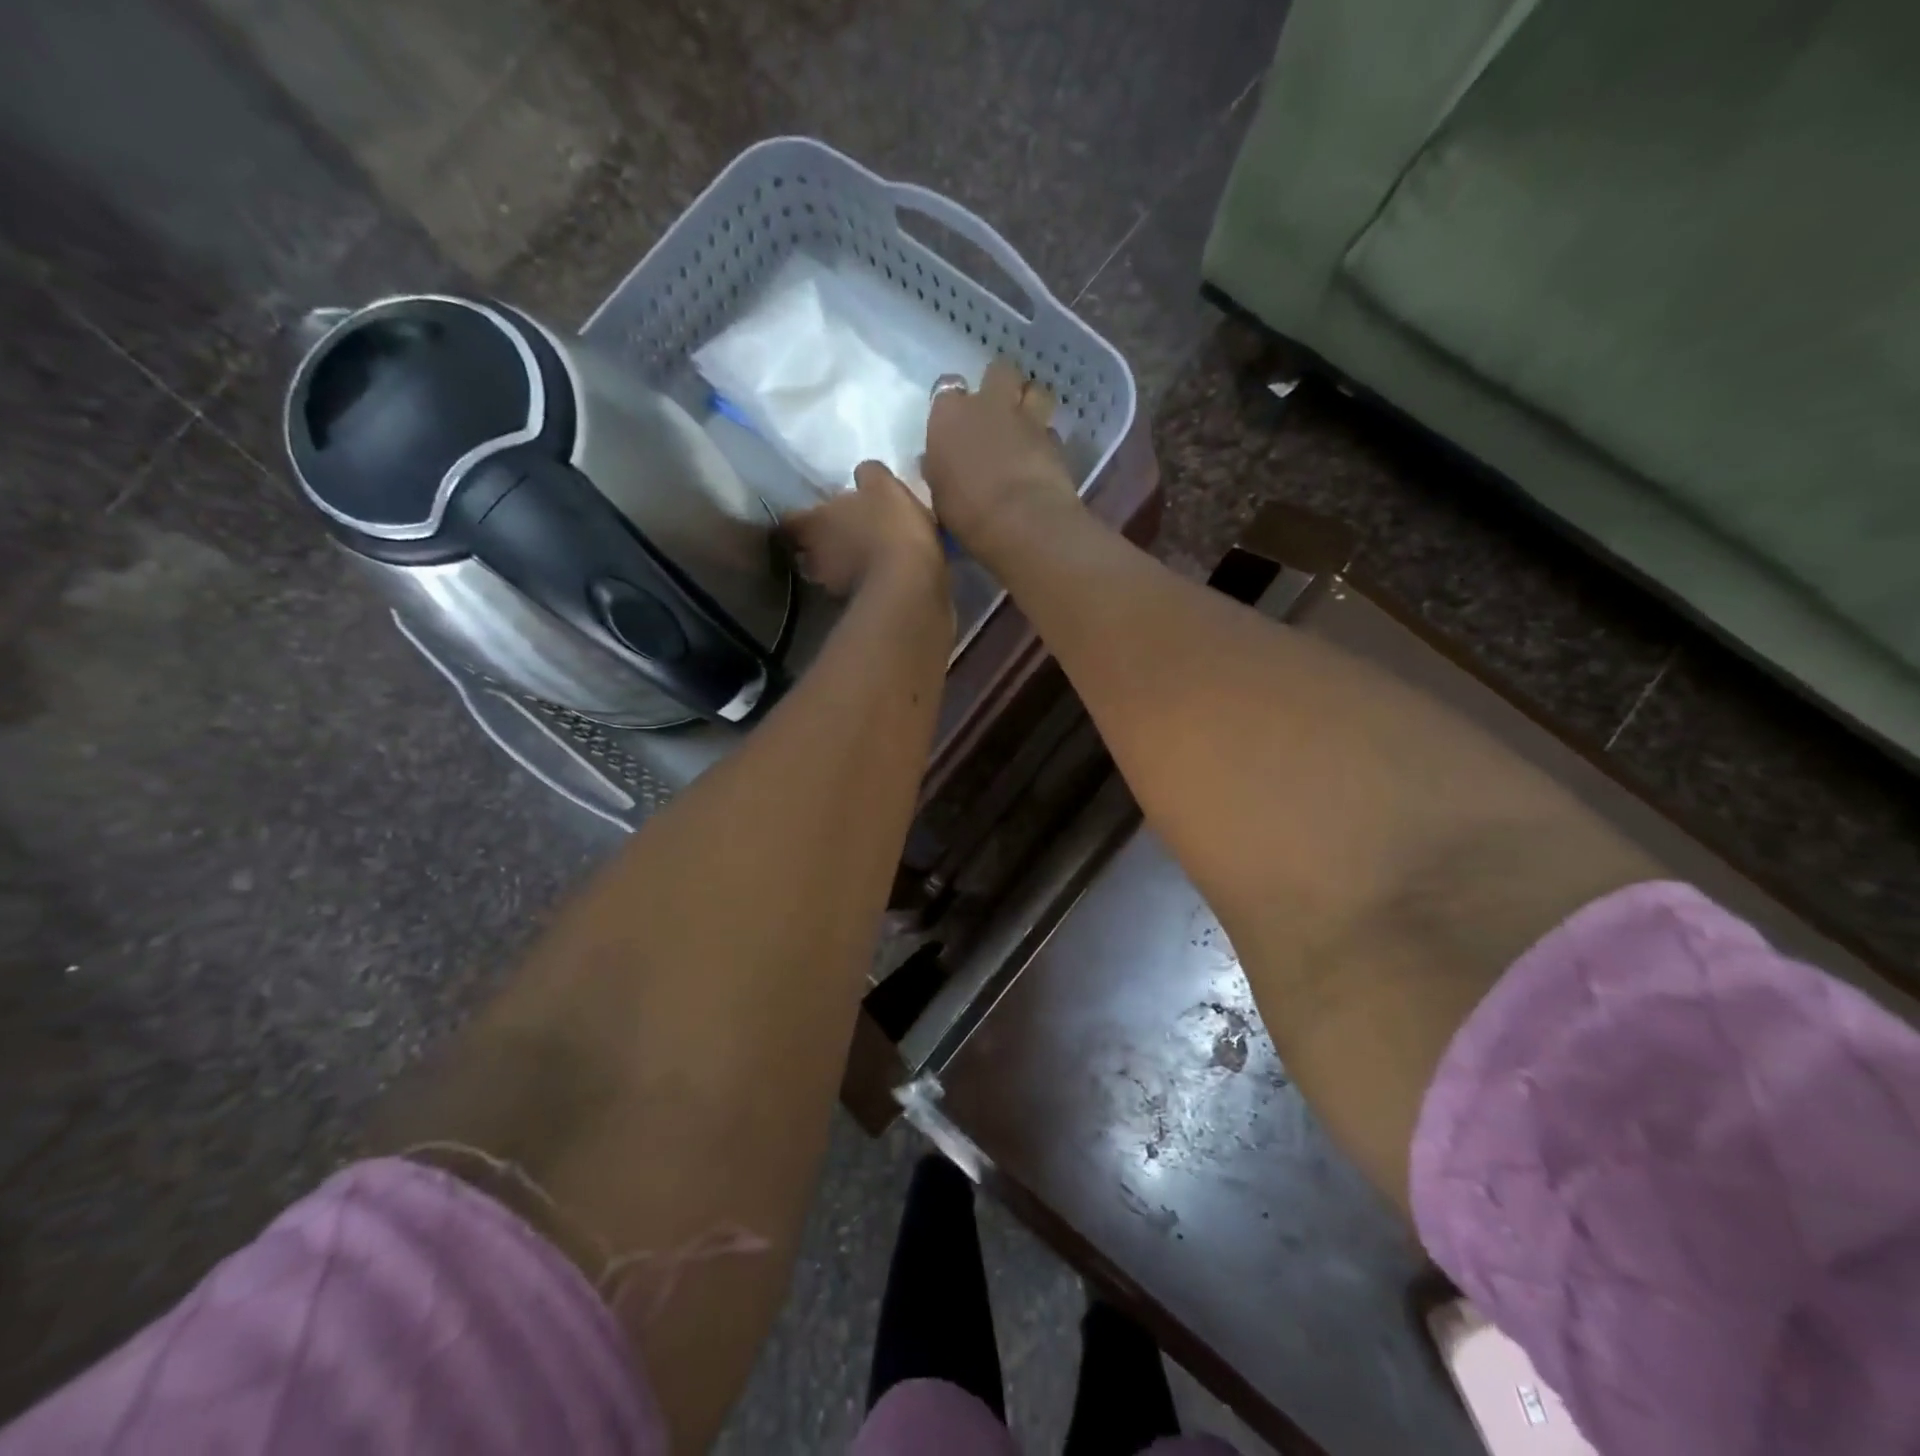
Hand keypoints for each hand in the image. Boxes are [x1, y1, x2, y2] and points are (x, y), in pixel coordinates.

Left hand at [783, 460, 946, 598]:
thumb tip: (862, 473)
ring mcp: (831, 587)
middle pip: (804, 550)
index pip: (788, 521)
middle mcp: (813, 558)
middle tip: (836, 535)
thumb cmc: (889, 527)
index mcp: (813, 524)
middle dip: (816, 544)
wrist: (910, 584)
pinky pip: (850, 590)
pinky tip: (876, 575)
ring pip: (826, 573)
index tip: (810, 513)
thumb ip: (869, 475)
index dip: (797, 517)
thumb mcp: (884, 486)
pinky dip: (858, 582)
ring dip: (838, 565)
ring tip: (858, 557)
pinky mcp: (854, 606)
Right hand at [923, 358, 1078, 549]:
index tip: (955, 419)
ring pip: (1035, 389)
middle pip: (999, 371)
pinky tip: (1042, 454)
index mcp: (949, 415)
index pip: (947, 387)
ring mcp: (1025, 418)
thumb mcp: (939, 494)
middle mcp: (988, 405)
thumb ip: (939, 469)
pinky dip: (1046, 437)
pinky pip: (1050, 428)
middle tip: (997, 409)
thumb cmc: (966, 512)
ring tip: (1026, 423)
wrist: (1020, 520)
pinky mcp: (1054, 439)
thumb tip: (934, 460)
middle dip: (999, 385)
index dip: (953, 401)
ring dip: (1031, 401)